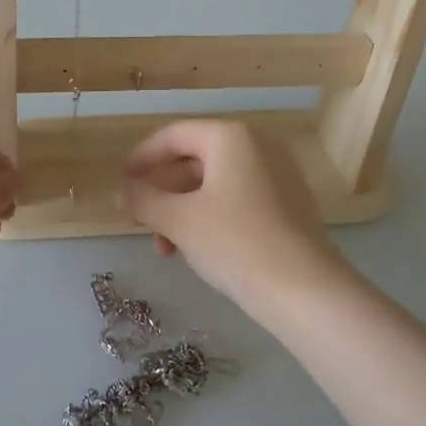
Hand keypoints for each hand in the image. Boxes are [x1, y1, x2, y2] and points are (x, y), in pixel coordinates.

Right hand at [120, 121, 349, 318]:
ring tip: (165, 250)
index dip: (141, 157)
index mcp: (231, 138)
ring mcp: (278, 177)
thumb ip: (143, 200)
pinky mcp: (288, 206)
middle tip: (139, 222)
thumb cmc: (234, 242)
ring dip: (181, 212)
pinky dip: (209, 219)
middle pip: (194, 161)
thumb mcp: (178, 220)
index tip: (121, 182)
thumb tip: (121, 192)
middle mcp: (258, 147)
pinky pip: (237, 201)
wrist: (304, 290)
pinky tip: (196, 251)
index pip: (174, 135)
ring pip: (214, 186)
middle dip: (161, 193)